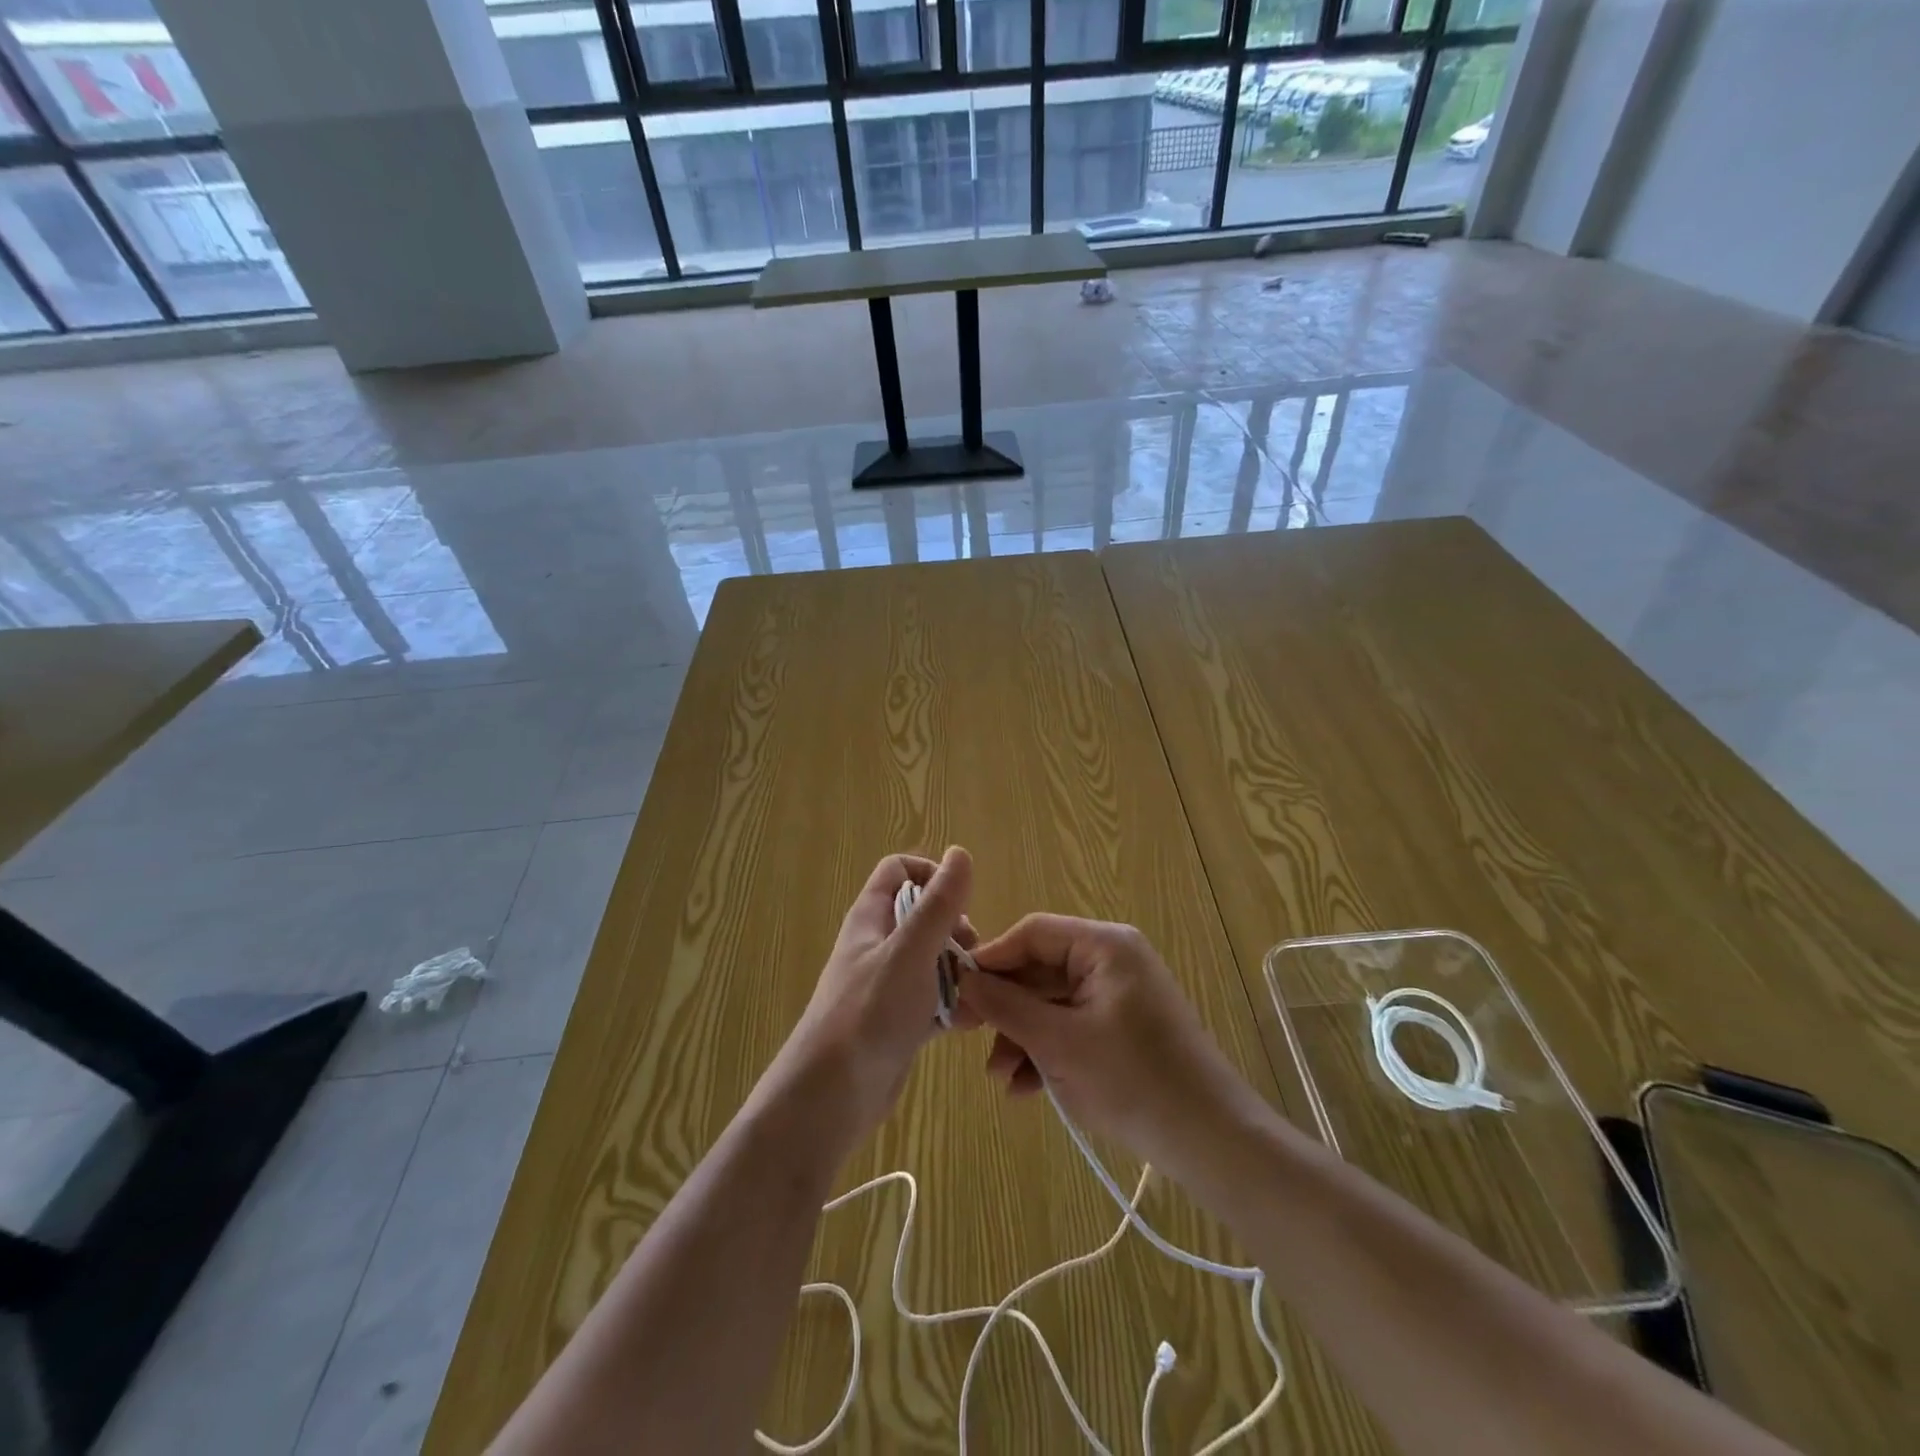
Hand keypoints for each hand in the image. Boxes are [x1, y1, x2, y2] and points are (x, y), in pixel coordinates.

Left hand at [769, 848, 975, 1158]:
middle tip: (973, 954)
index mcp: (870, 918)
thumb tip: (959, 852)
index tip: (959, 901)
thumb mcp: (910, 952)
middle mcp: (878, 946)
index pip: (899, 871)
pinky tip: (971, 1021)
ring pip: (933, 960)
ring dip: (960, 970)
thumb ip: (938, 904)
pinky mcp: (898, 1021)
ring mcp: (887, 985)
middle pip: (923, 916)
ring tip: (979, 991)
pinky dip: (953, 1006)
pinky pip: (933, 1001)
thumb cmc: (869, 1013)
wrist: (831, 1097)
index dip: (930, 874)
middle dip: (956, 929)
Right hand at [959, 915, 1259, 1176]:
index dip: (992, 959)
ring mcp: (1119, 995)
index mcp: (1104, 945)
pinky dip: (1048, 1051)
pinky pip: (1072, 1026)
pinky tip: (1026, 1089)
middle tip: (967, 1037)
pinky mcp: (1122, 1028)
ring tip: (1001, 1078)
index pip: (1033, 933)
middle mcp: (1112, 959)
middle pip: (1041, 970)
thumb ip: (1007, 1006)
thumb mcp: (1058, 1042)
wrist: (1210, 1140)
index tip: (957, 992)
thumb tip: (963, 979)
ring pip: (1052, 1003)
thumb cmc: (1132, 1079)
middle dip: (1006, 1009)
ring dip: (1022, 1037)